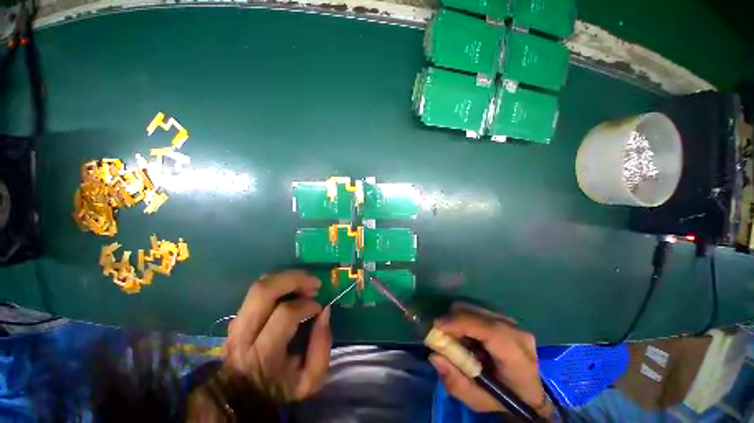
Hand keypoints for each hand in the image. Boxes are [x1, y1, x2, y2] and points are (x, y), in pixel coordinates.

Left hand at [222, 270, 331, 402]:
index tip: (319, 309)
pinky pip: (257, 290)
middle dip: (294, 279)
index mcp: (263, 353)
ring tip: (305, 281)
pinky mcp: (237, 317)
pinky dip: (278, 282)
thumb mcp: (309, 380)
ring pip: (259, 286)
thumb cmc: (279, 389)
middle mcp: (244, 334)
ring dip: (287, 277)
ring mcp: (236, 323)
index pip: (286, 314)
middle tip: (314, 283)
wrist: (243, 397)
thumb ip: (322, 347)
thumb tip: (324, 312)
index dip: (308, 306)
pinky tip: (292, 286)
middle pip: (264, 291)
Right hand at [429, 305, 551, 418]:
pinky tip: (465, 336)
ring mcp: (512, 322)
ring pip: (474, 309)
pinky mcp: (504, 318)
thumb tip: (435, 356)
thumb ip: (456, 382)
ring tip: (454, 338)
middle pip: (478, 314)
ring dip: (457, 320)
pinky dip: (464, 319)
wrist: (528, 393)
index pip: (490, 331)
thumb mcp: (478, 400)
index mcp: (517, 357)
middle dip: (453, 321)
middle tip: (440, 335)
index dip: (461, 324)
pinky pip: (476, 311)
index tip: (437, 326)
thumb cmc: (504, 400)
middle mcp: (517, 333)